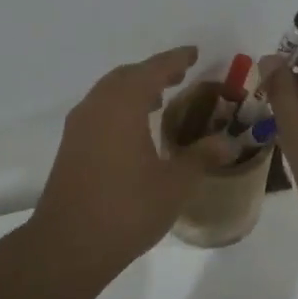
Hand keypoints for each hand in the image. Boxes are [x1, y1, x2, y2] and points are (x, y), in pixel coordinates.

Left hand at [27, 46, 223, 284]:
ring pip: (108, 93)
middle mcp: (97, 107)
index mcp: (122, 105)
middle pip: (126, 76)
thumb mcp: (174, 184)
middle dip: (153, 72)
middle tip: (180, 74)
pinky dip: (120, 108)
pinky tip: (135, 129)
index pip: (152, 70)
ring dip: (134, 90)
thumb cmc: (127, 209)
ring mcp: (79, 127)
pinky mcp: (71, 147)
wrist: (69, 245)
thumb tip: (228, 142)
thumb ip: (201, 157)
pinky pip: (99, 111)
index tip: (194, 53)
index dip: (175, 59)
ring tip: (160, 98)